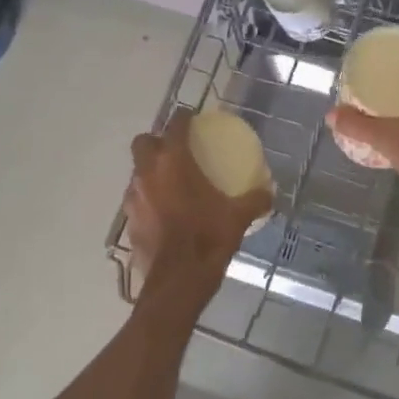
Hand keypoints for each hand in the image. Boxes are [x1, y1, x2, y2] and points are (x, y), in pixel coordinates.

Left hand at [124, 111, 271, 285]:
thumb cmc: (208, 239)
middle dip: (157, 141)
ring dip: (150, 172)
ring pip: (137, 172)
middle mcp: (148, 173)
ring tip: (170, 183)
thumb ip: (254, 199)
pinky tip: (164, 213)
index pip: (175, 125)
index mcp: (174, 162)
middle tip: (175, 151)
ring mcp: (134, 197)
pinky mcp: (129, 221)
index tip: (192, 119)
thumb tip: (269, 193)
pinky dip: (149, 200)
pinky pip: (137, 200)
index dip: (183, 118)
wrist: (178, 280)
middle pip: (143, 142)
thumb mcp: (238, 217)